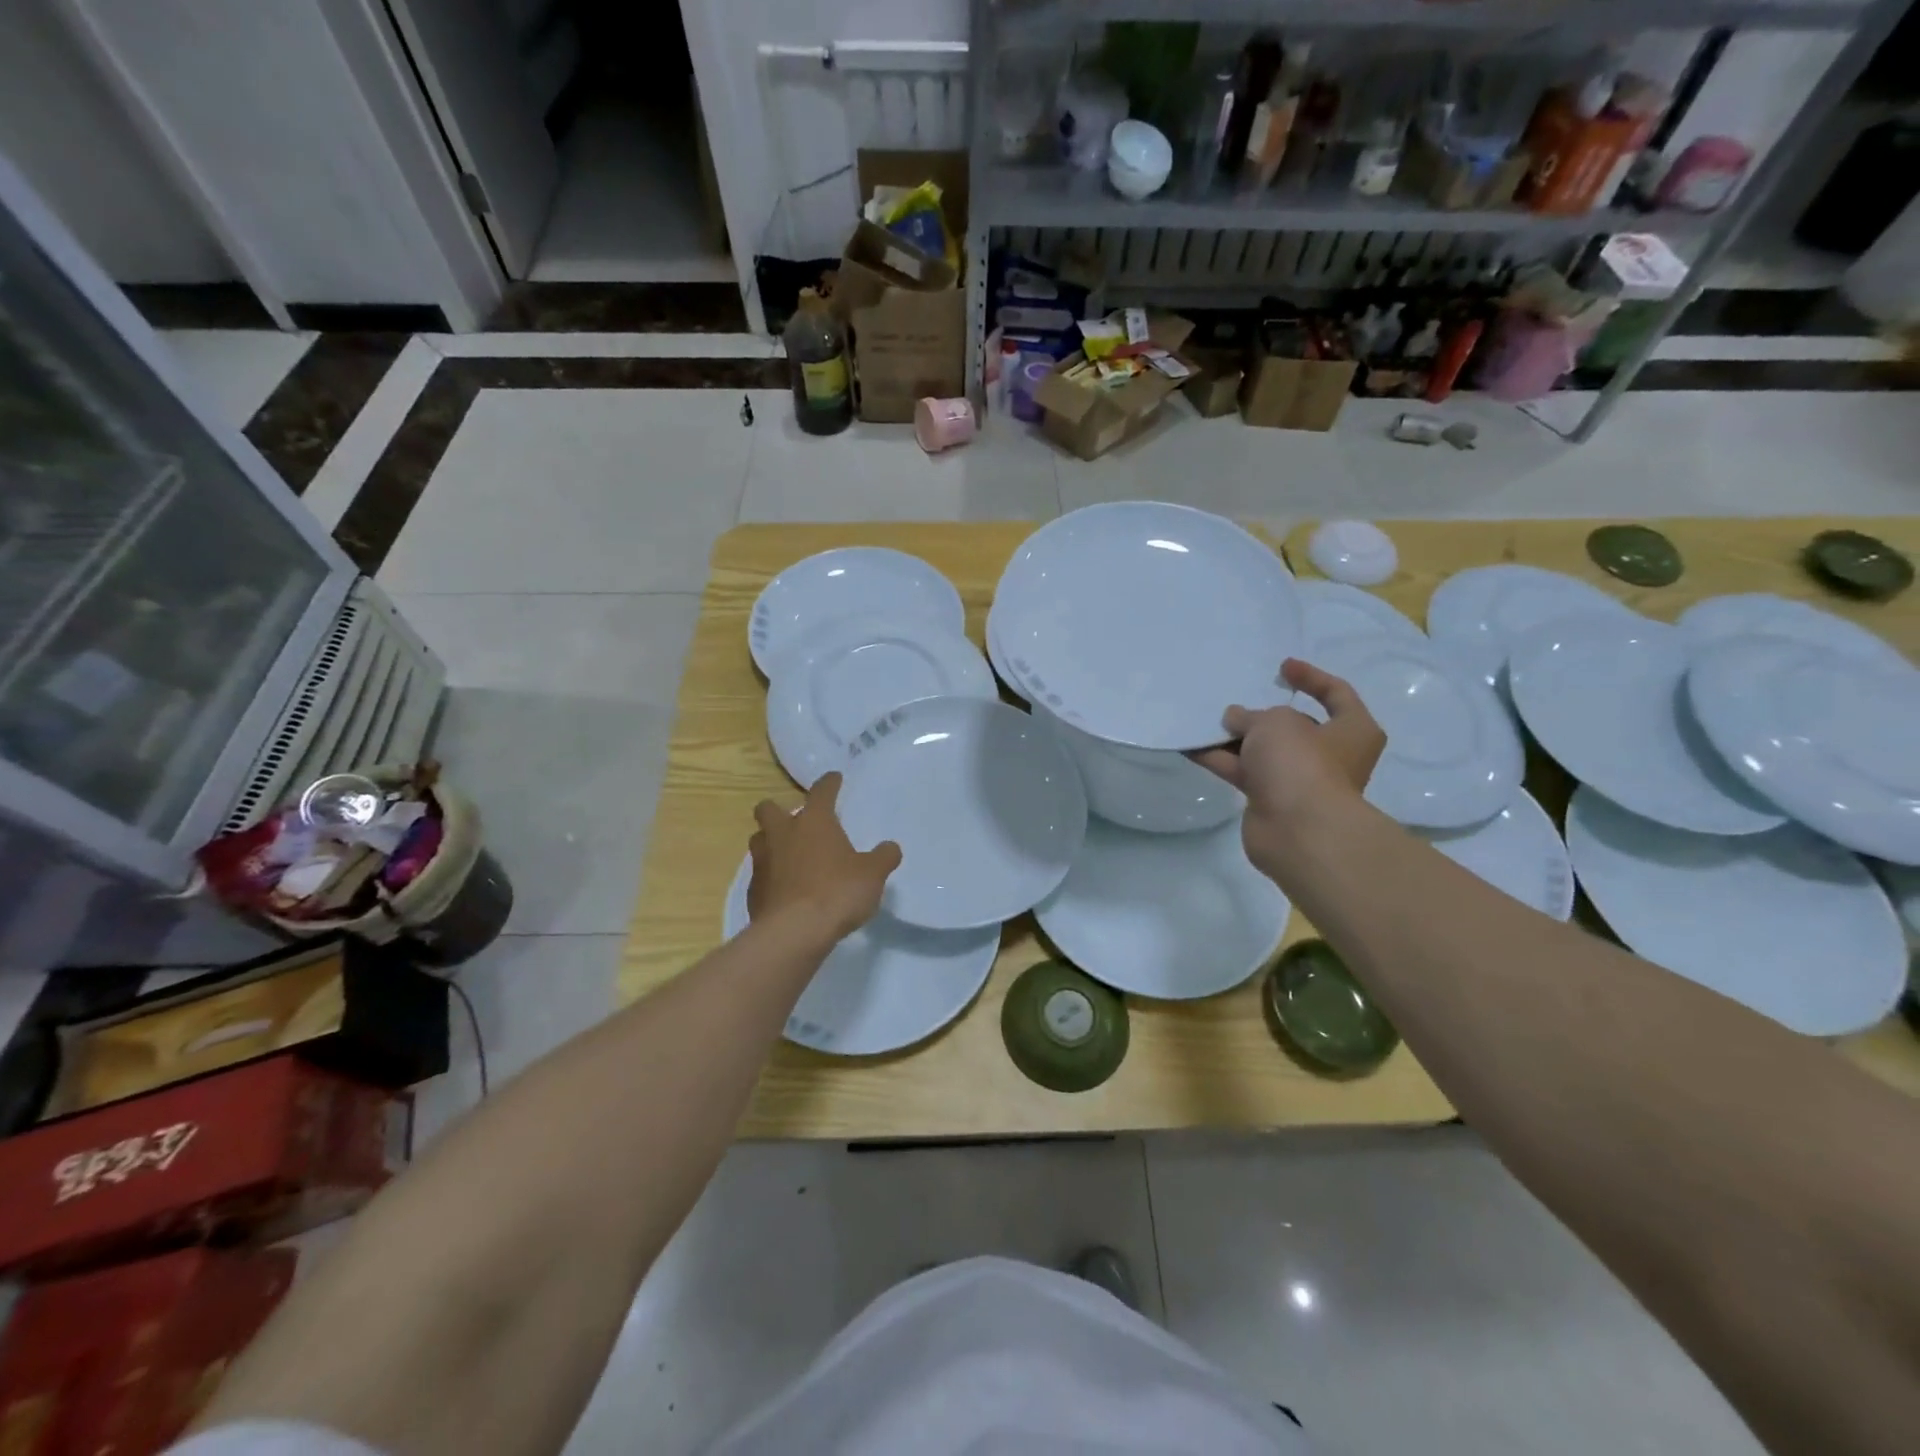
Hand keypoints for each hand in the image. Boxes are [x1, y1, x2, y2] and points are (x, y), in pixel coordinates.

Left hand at [747, 772, 900, 940]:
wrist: (794, 932)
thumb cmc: (837, 892)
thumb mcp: (872, 874)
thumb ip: (883, 857)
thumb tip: (890, 848)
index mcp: (813, 821)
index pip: (821, 791)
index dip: (829, 783)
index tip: (834, 779)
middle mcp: (782, 834)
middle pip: (769, 809)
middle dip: (779, 810)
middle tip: (798, 823)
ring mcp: (762, 862)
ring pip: (760, 840)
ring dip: (772, 844)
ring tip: (791, 857)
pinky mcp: (753, 891)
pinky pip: (761, 875)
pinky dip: (773, 878)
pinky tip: (788, 891)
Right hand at [1192, 658, 1384, 871]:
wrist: (1298, 830)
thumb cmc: (1301, 762)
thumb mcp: (1275, 723)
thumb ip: (1251, 716)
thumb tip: (1236, 720)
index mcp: (1352, 730)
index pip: (1336, 694)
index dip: (1310, 677)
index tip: (1280, 668)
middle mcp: (1330, 755)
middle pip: (1293, 726)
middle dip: (1261, 715)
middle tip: (1233, 700)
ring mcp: (1298, 780)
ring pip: (1263, 751)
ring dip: (1234, 738)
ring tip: (1203, 720)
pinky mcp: (1270, 800)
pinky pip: (1242, 771)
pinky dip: (1219, 759)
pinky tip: (1191, 746)